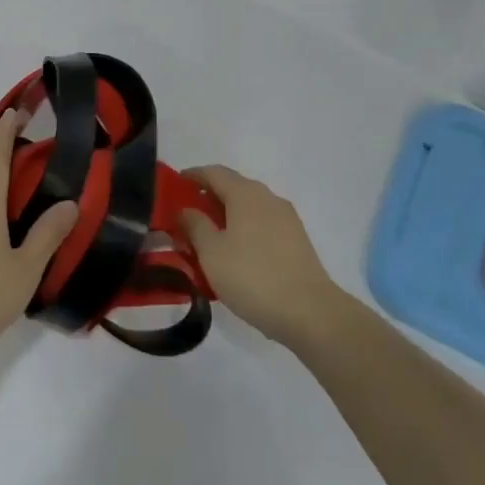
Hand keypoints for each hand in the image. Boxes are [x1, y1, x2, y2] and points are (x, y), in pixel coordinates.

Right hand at [180, 165, 341, 348]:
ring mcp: (287, 219)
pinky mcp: (297, 241)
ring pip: (249, 208)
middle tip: (187, 215)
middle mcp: (268, 198)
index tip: (175, 184)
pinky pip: (263, 224)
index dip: (192, 175)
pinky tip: (235, 252)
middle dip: (209, 197)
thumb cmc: (252, 276)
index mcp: (245, 194)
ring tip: (208, 236)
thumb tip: (186, 209)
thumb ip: (195, 225)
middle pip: (233, 187)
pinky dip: (244, 229)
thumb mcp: (211, 252)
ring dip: (227, 215)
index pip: (214, 173)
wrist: (310, 312)